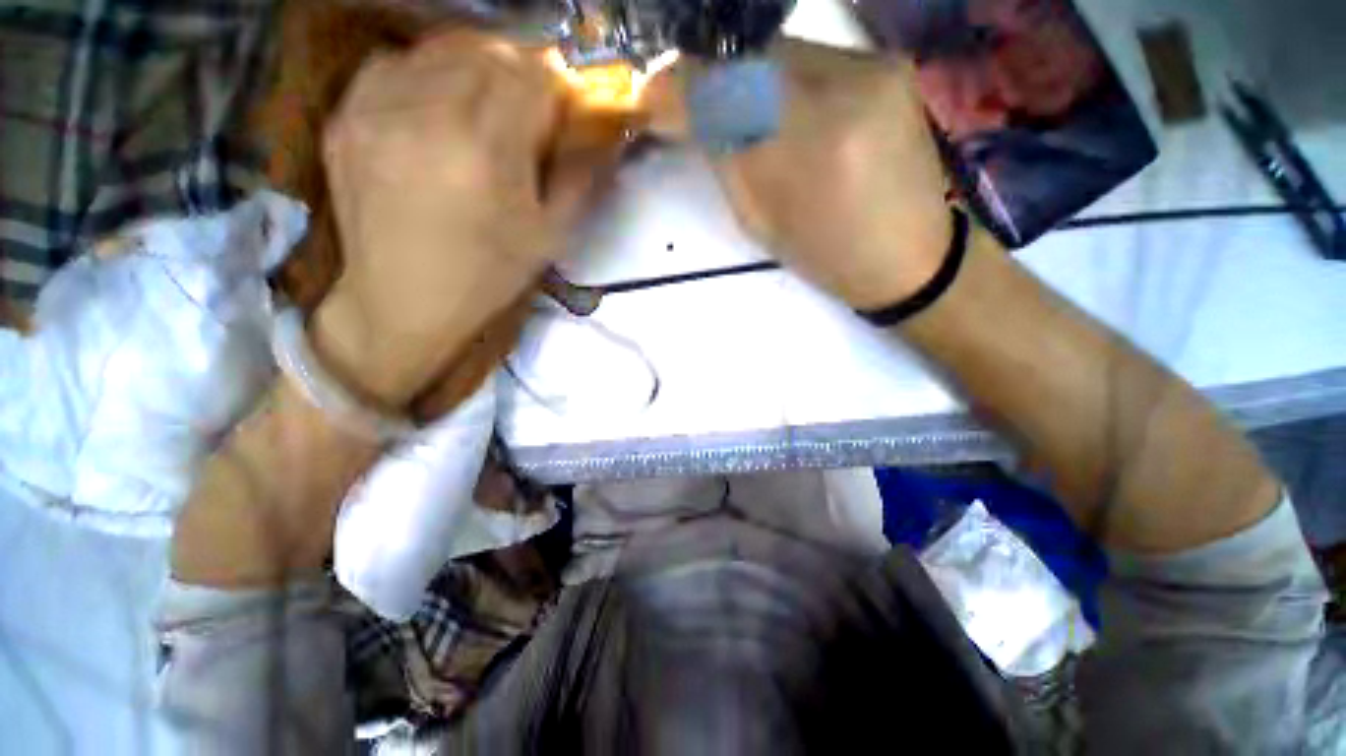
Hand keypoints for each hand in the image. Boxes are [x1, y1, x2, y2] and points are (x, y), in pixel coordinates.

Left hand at [313, 30, 624, 408]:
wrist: (403, 301)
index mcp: (487, 148)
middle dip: (519, 73)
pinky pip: (394, 63)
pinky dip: (426, 73)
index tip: (561, 111)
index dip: (556, 86)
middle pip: (488, 50)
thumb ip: (580, 175)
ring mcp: (377, 107)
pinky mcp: (345, 115)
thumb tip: (602, 129)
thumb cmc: (488, 275)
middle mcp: (428, 111)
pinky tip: (435, 108)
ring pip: (441, 47)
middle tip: (527, 110)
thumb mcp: (551, 236)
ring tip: (483, 107)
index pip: (533, 73)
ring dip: (475, 68)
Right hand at [650, 42, 950, 310]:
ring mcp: (875, 66)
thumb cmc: (827, 254)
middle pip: (752, 57)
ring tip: (740, 115)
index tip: (652, 97)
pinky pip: (814, 59)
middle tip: (693, 106)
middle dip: (714, 79)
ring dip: (749, 80)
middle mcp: (847, 85)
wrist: (908, 256)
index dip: (681, 85)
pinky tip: (783, 110)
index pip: (726, 86)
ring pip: (782, 52)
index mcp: (809, 145)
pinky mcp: (889, 64)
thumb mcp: (761, 220)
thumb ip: (724, 158)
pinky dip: (784, 80)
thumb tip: (681, 112)